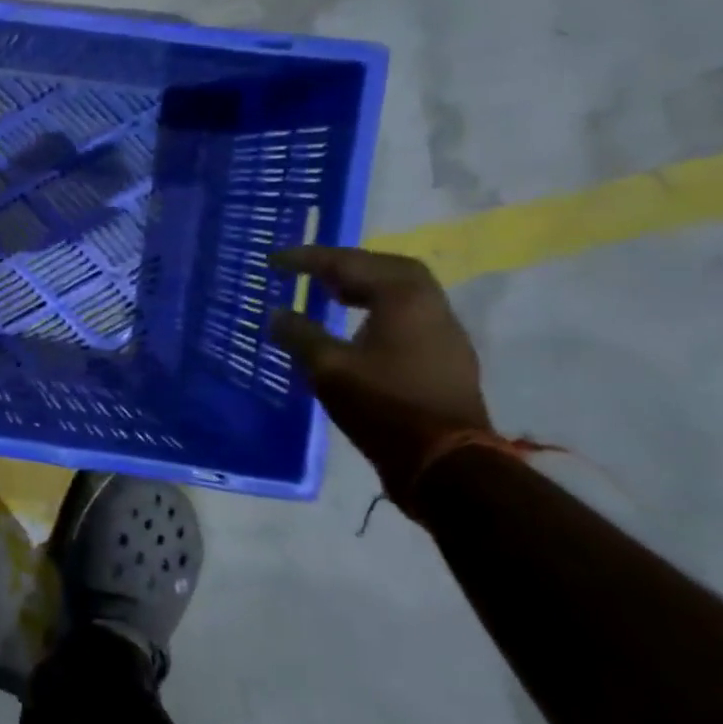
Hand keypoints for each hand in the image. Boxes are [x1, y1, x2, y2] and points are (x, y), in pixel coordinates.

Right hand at [268, 247, 490, 490]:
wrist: (447, 465)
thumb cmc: (384, 406)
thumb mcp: (328, 368)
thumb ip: (299, 335)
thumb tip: (276, 314)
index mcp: (404, 299)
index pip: (350, 264)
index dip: (309, 259)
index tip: (275, 259)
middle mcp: (431, 307)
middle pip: (388, 268)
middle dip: (347, 264)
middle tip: (312, 271)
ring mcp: (445, 335)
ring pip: (403, 293)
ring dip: (365, 286)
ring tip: (330, 295)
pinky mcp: (446, 360)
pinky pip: (409, 317)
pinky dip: (379, 309)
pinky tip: (356, 328)